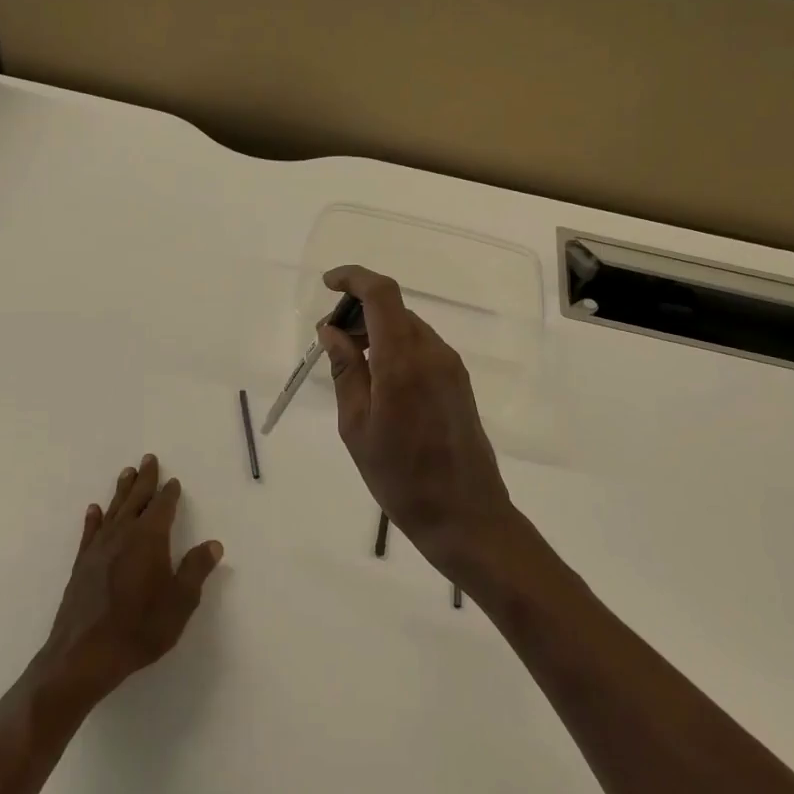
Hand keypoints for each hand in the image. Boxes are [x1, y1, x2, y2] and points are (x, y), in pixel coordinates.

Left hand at [35, 454, 222, 707]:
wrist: (84, 655)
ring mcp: (99, 549)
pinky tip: (94, 510)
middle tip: (148, 459)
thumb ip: (195, 570)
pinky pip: (91, 532)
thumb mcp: (180, 602)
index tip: (173, 481)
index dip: (169, 494)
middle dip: (144, 480)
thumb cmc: (139, 628)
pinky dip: (94, 518)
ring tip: (126, 472)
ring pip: (113, 510)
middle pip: (136, 499)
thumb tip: (213, 544)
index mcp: (149, 539)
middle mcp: (123, 535)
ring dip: (121, 491)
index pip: (162, 507)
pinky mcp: (81, 565)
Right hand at [318, 265, 518, 575]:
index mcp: (403, 360)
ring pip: (408, 328)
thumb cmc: (400, 477)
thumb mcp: (357, 425)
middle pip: (394, 309)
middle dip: (358, 311)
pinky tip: (379, 381)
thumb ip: (345, 370)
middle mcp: (432, 352)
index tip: (328, 285)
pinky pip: (422, 348)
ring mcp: (451, 366)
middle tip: (330, 341)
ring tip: (351, 365)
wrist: (465, 515)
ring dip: (377, 331)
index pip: (381, 294)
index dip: (353, 278)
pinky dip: (395, 348)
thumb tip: (331, 330)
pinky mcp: (459, 382)